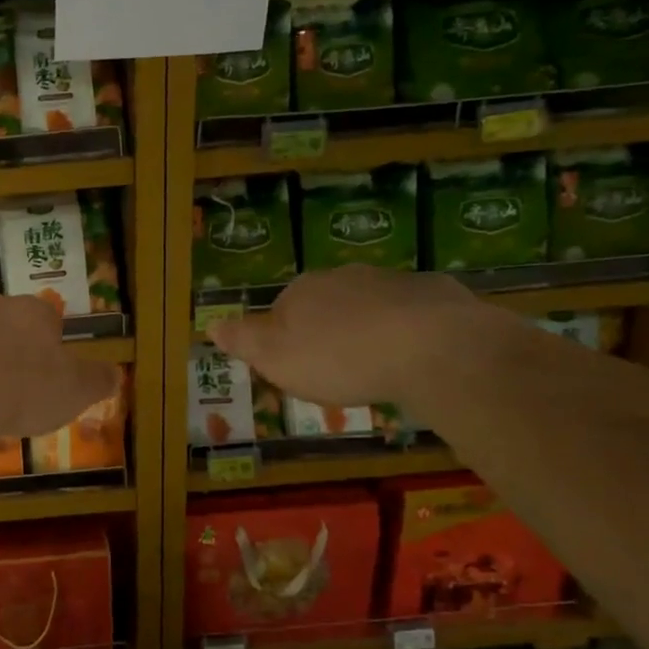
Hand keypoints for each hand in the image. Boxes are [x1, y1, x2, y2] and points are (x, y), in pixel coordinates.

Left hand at [0, 294, 117, 436]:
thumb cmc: (22, 392)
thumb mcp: (74, 392)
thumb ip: (97, 380)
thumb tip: (115, 373)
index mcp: (32, 313)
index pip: (45, 318)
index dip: (44, 345)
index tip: (40, 375)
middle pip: (0, 321)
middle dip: (1, 345)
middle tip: (1, 385)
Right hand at [207, 266, 496, 408]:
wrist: (432, 348)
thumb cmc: (339, 359)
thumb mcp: (275, 359)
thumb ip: (243, 340)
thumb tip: (211, 324)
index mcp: (301, 291)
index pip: (280, 311)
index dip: (284, 340)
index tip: (296, 369)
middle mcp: (343, 277)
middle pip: (326, 305)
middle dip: (328, 332)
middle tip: (337, 371)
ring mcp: (392, 281)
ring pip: (370, 307)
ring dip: (370, 330)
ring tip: (378, 368)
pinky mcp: (437, 294)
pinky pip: (415, 314)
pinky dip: (411, 332)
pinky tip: (417, 359)